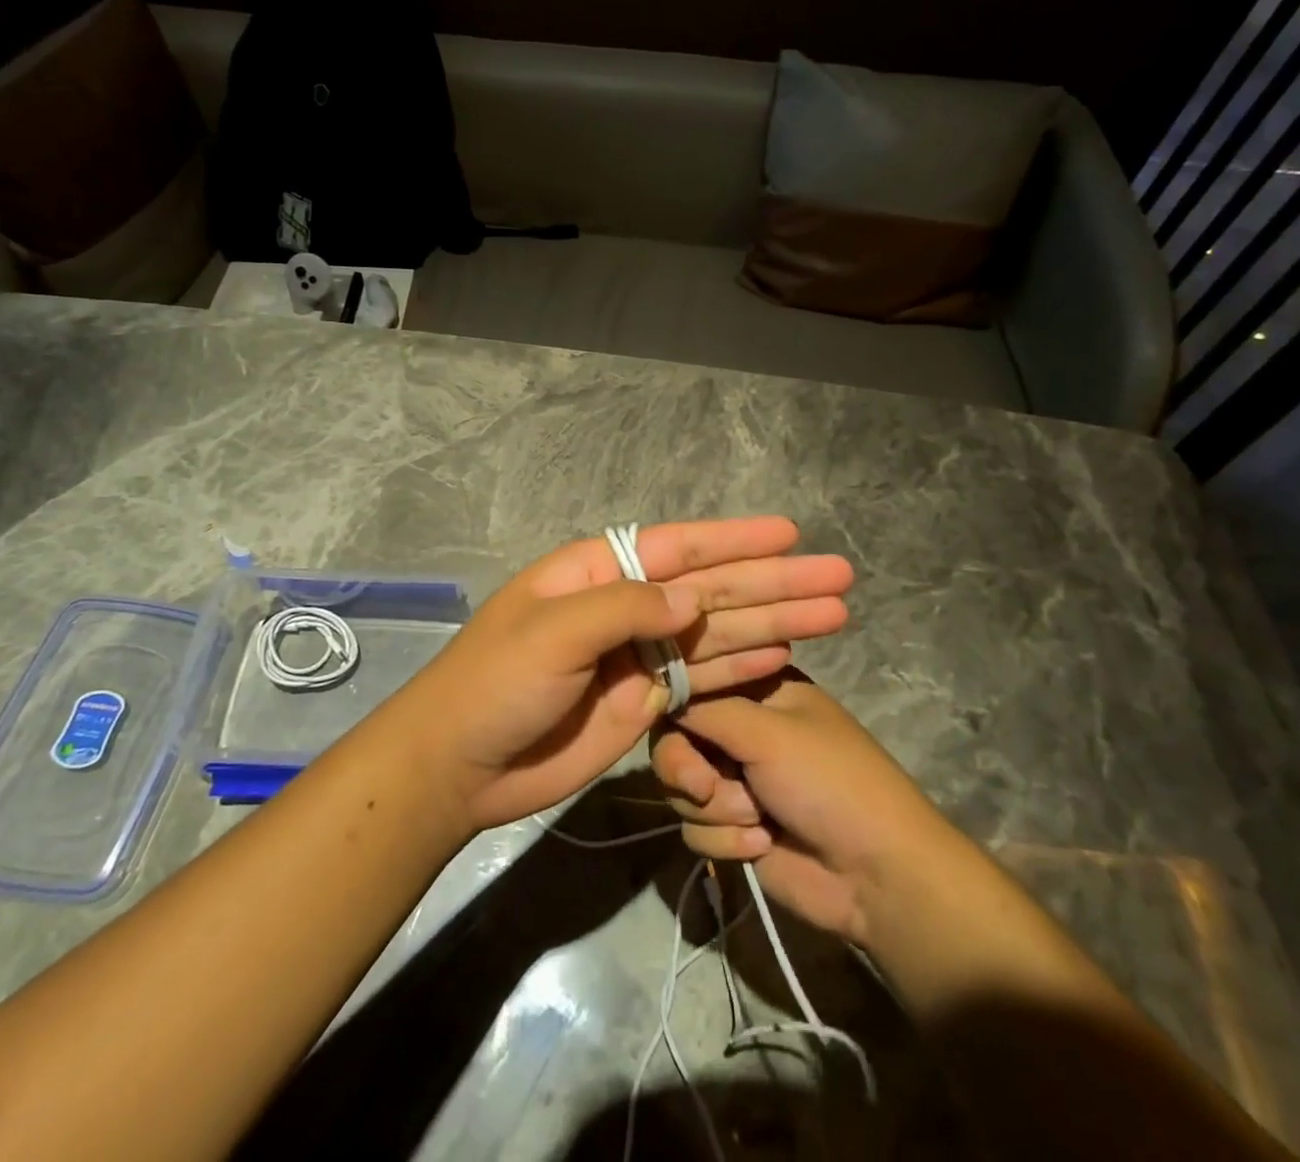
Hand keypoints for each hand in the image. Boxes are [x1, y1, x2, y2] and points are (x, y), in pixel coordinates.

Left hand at [395, 518, 851, 832]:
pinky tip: (786, 653)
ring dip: (774, 622)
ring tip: (834, 612)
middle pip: (712, 588)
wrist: (460, 765)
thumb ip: (625, 609)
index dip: (735, 540)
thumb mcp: (553, 632)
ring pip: (718, 632)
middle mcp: (626, 606)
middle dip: (774, 582)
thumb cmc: (495, 683)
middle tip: (838, 576)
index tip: (789, 534)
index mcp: (598, 572)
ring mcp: (639, 656)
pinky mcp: (646, 702)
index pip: (678, 547)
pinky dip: (744, 665)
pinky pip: (705, 678)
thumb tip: (691, 599)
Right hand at [651, 670, 935, 947]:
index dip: (674, 704)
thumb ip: (705, 709)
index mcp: (757, 690)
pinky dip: (726, 840)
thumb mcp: (767, 732)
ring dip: (717, 809)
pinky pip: (695, 829)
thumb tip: (660, 695)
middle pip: (675, 740)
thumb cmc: (828, 782)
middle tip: (705, 786)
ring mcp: (737, 780)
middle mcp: (742, 729)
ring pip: (680, 788)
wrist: (875, 876)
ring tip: (758, 819)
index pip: (693, 683)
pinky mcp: (734, 828)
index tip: (672, 723)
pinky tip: (763, 845)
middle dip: (686, 768)